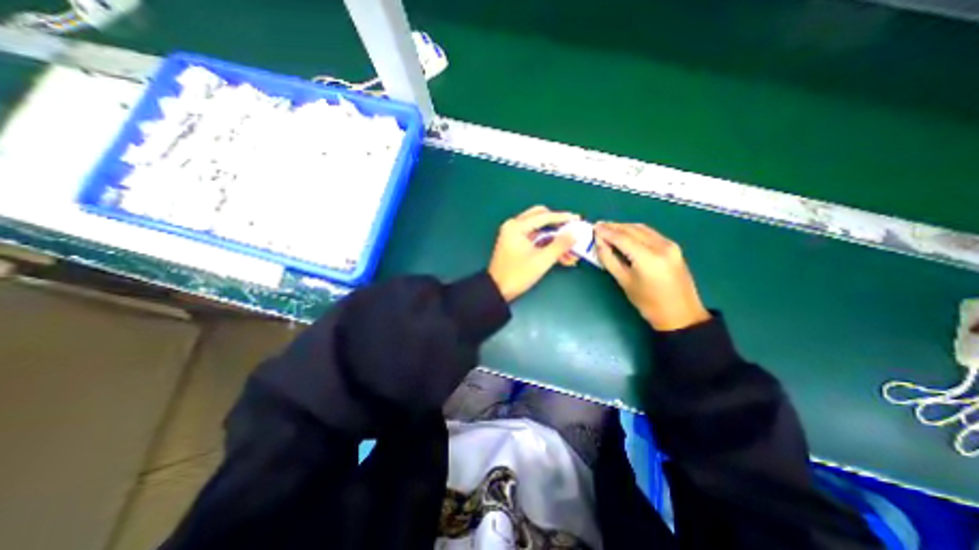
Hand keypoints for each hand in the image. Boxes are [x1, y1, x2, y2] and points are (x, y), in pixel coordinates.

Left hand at [485, 204, 575, 299]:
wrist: (497, 291)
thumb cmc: (518, 274)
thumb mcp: (542, 260)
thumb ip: (560, 245)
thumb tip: (574, 234)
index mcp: (517, 227)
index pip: (544, 216)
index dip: (563, 218)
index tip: (578, 219)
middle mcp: (514, 226)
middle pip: (540, 218)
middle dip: (558, 225)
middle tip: (572, 230)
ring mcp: (514, 235)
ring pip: (539, 230)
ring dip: (554, 239)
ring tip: (571, 251)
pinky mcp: (515, 244)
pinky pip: (534, 239)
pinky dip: (547, 245)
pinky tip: (561, 256)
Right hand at [593, 219, 708, 330]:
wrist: (681, 314)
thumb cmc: (648, 303)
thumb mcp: (624, 282)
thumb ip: (609, 260)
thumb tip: (599, 243)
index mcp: (648, 258)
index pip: (622, 238)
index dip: (606, 232)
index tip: (593, 228)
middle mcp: (661, 246)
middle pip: (632, 229)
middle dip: (614, 227)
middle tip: (598, 226)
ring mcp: (669, 245)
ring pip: (642, 229)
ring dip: (624, 227)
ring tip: (609, 228)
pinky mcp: (673, 247)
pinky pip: (650, 233)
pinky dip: (635, 231)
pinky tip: (626, 234)